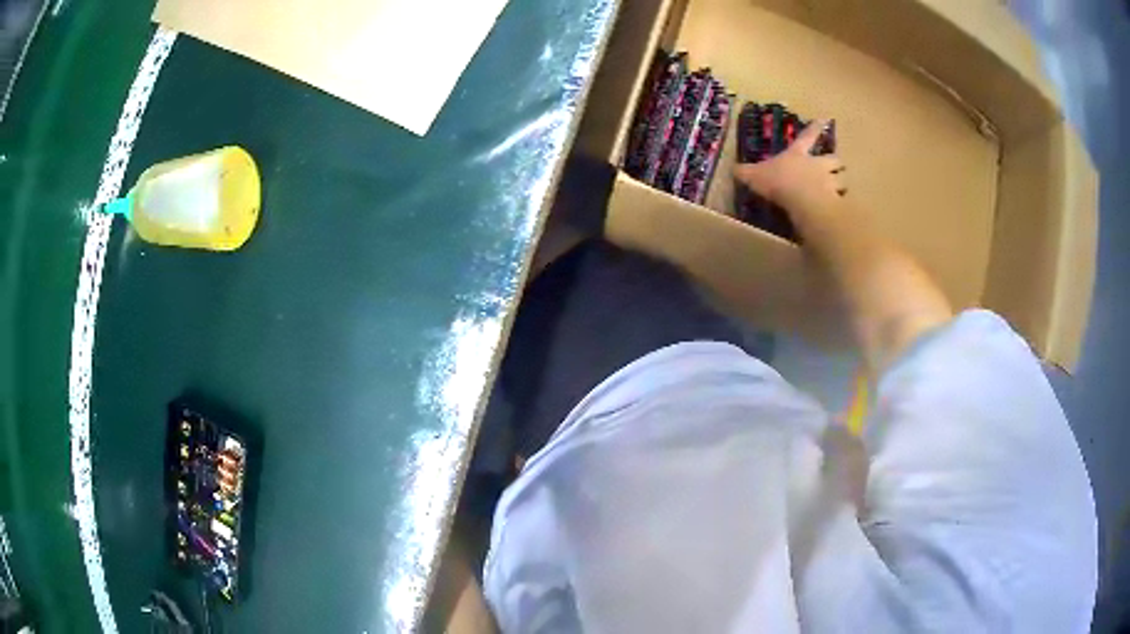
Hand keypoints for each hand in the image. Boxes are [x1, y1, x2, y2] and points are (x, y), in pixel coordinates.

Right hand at [733, 120, 844, 215]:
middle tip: (835, 166)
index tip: (824, 120)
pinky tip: (839, 208)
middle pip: (833, 159)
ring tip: (841, 188)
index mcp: (798, 154)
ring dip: (842, 182)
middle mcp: (817, 165)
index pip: (808, 137)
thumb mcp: (755, 175)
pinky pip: (841, 199)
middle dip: (835, 162)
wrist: (801, 200)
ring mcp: (828, 182)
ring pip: (842, 179)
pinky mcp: (834, 200)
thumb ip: (746, 172)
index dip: (815, 128)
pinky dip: (841, 202)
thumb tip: (733, 169)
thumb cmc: (779, 182)